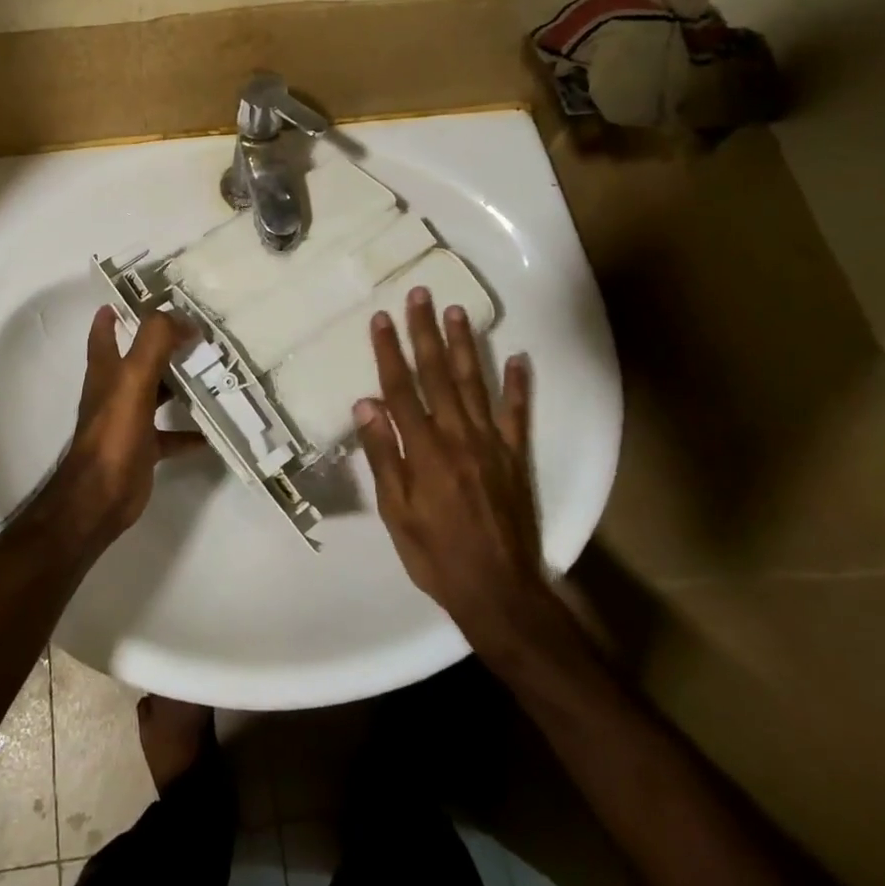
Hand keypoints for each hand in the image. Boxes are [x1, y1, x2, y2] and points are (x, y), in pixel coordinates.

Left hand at [55, 306, 202, 545]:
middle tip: (199, 330)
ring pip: (158, 393)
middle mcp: (116, 390)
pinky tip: (214, 428)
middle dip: (163, 343)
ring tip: (215, 371)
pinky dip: (191, 431)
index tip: (143, 295)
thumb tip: (183, 319)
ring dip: (181, 383)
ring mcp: (129, 419)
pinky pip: (172, 434)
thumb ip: (155, 342)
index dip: (117, 310)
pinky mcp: (144, 447)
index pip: (105, 330)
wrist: (100, 496)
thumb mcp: (133, 377)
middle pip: (140, 358)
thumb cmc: (113, 432)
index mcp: (107, 369)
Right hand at [353, 287, 551, 653]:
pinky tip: (519, 357)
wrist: (500, 590)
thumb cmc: (436, 555)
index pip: (401, 389)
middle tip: (419, 295)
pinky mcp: (516, 456)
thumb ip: (383, 456)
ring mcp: (492, 443)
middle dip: (425, 332)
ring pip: (474, 383)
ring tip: (457, 310)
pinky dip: (519, 385)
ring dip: (465, 345)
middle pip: (437, 374)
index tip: (381, 318)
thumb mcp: (396, 512)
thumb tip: (365, 404)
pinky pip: (519, 413)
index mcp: (424, 450)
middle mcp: (458, 436)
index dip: (389, 351)